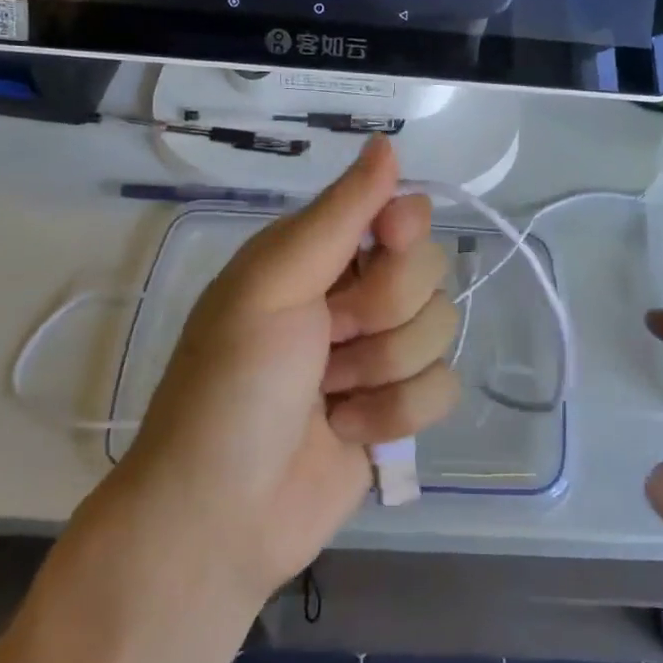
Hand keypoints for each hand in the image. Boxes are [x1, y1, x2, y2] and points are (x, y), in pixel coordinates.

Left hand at [98, 137, 460, 609]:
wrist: (219, 518)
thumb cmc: (233, 387)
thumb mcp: (272, 285)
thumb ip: (339, 215)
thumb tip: (388, 144)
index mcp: (320, 256)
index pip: (403, 213)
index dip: (403, 232)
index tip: (386, 246)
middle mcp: (355, 295)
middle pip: (430, 273)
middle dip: (381, 314)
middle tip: (327, 342)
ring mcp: (380, 354)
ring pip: (441, 331)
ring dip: (382, 371)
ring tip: (328, 396)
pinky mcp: (398, 409)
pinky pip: (443, 388)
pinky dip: (395, 415)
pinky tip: (349, 432)